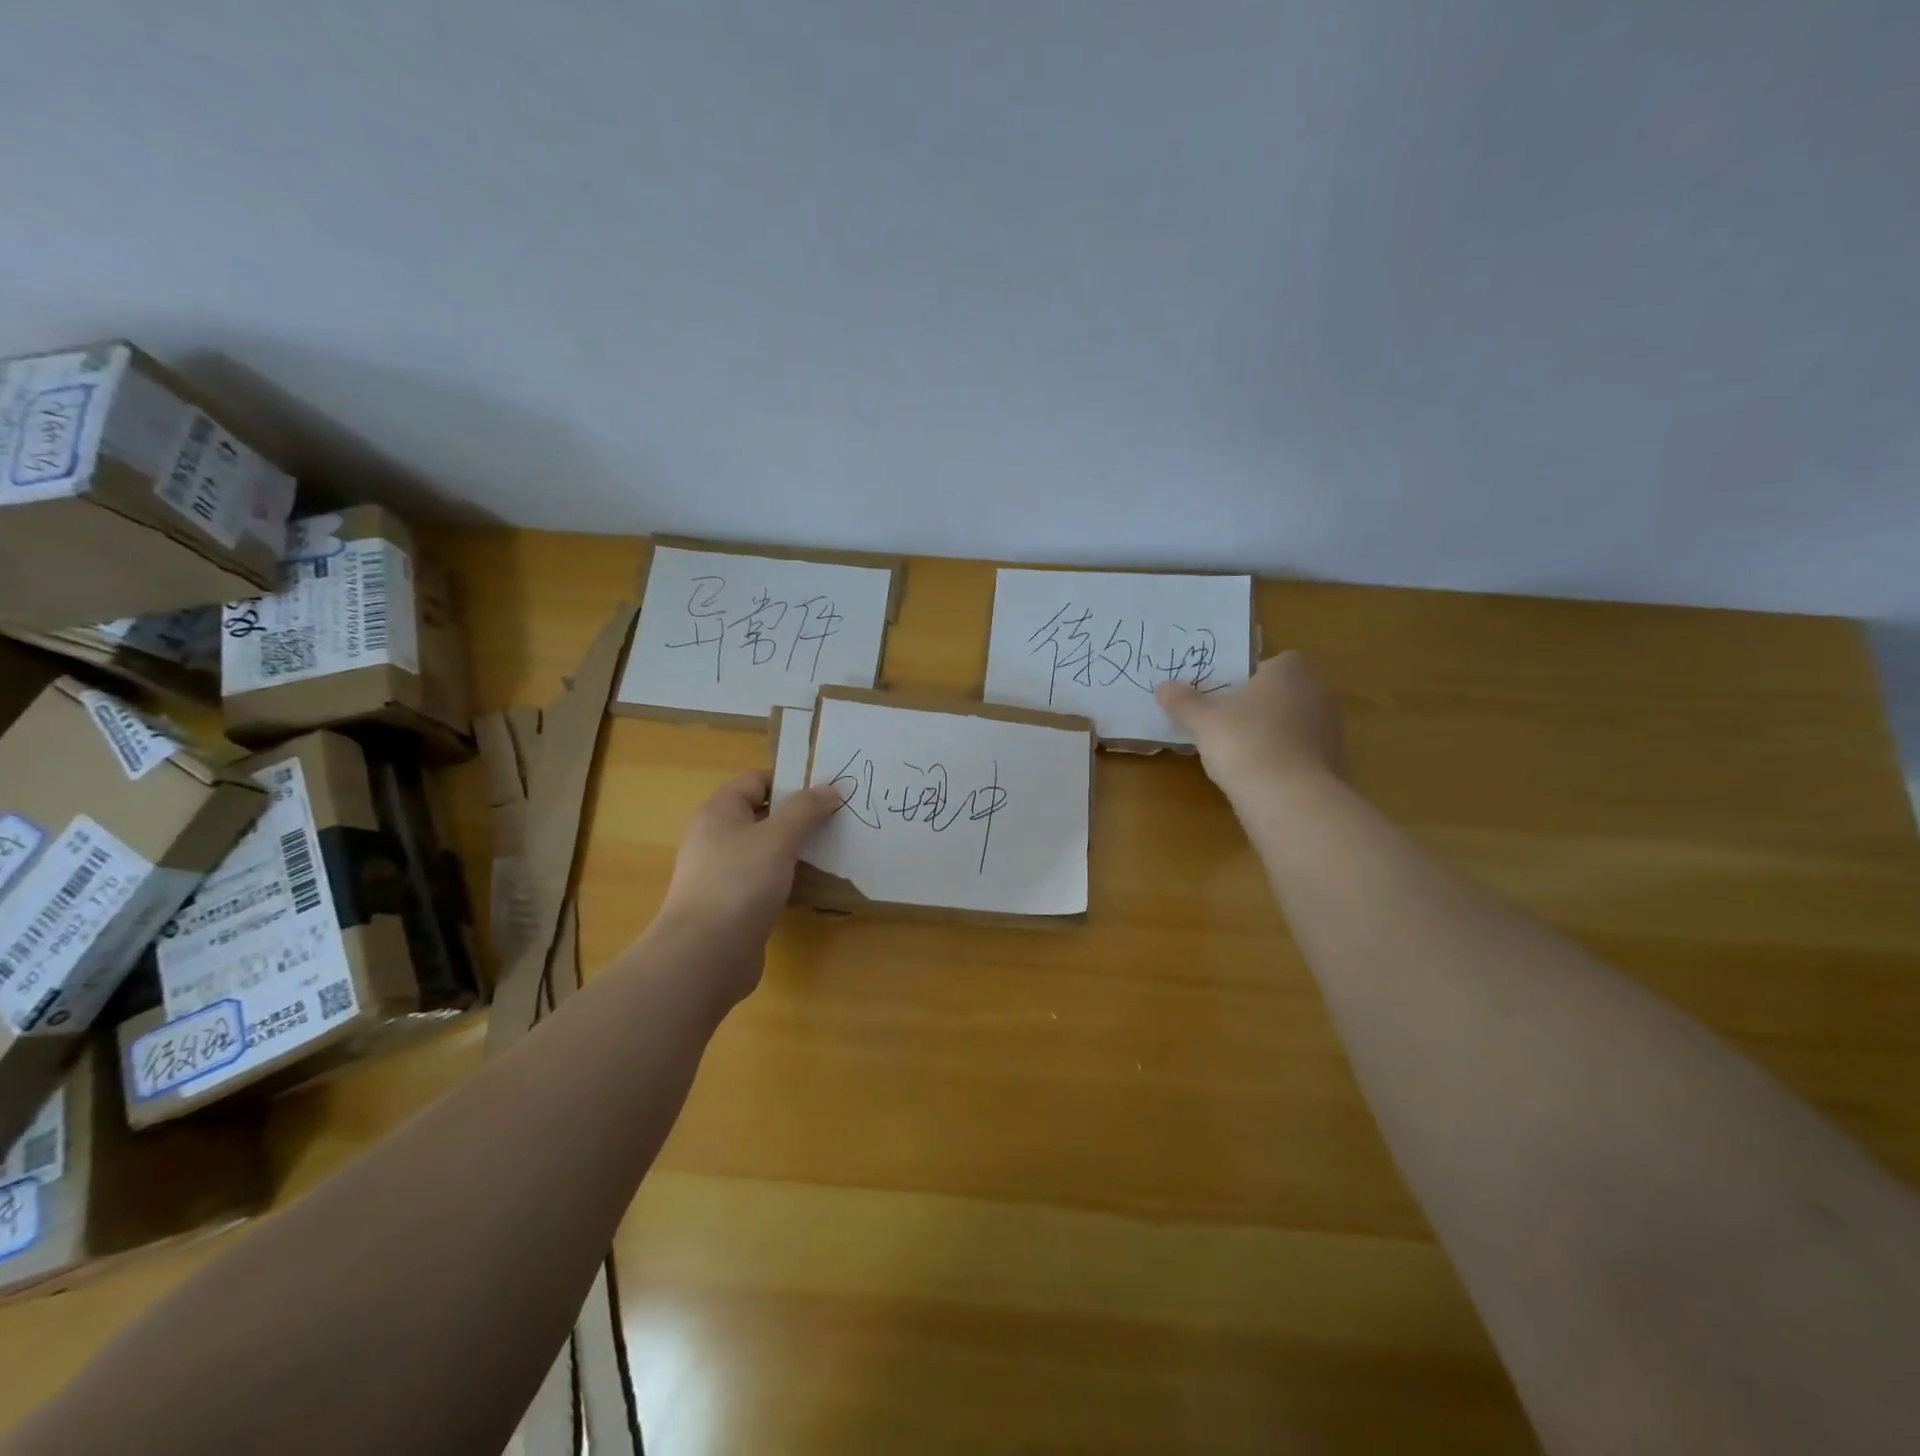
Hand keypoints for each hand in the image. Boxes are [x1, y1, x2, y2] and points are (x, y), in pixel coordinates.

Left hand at [656, 770, 840, 998]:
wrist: (704, 955)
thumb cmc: (740, 882)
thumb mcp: (778, 837)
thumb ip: (806, 809)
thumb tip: (832, 788)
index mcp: (719, 812)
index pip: (757, 780)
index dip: (791, 781)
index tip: (827, 792)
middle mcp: (716, 837)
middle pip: (762, 814)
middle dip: (798, 815)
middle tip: (837, 820)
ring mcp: (722, 873)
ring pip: (765, 849)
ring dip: (795, 849)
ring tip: (831, 851)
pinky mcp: (731, 904)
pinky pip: (764, 879)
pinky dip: (786, 878)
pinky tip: (811, 886)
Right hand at [1155, 651, 1344, 798]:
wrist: (1290, 799)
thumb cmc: (1245, 742)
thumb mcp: (1203, 720)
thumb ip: (1183, 702)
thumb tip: (1164, 687)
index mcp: (1291, 670)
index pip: (1273, 662)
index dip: (1249, 677)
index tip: (1225, 695)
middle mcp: (1319, 692)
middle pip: (1284, 693)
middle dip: (1259, 705)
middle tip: (1226, 722)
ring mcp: (1331, 729)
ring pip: (1293, 723)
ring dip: (1271, 734)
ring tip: (1238, 753)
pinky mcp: (1334, 763)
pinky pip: (1301, 753)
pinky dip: (1283, 760)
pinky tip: (1258, 776)